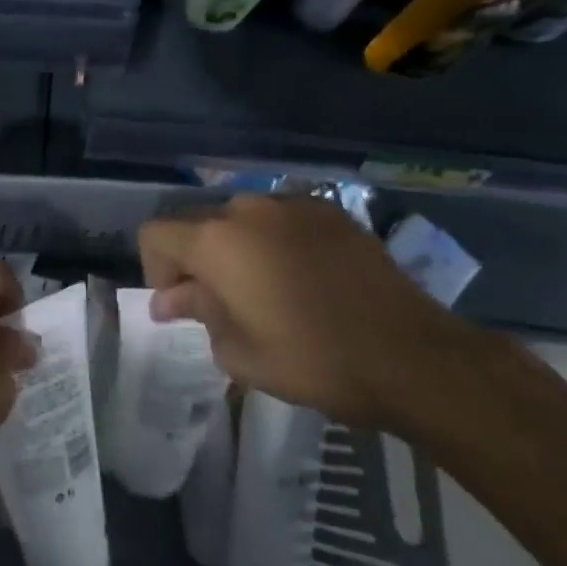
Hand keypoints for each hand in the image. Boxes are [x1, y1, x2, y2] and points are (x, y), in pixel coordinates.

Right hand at [139, 195, 468, 427]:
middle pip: (198, 223)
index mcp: (215, 240)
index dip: (155, 268)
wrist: (411, 355)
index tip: (179, 304)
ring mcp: (291, 205)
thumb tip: (172, 299)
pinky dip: (275, 242)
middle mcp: (246, 209)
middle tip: (218, 302)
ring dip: (237, 248)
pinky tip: (302, 277)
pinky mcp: (330, 211)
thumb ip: (198, 313)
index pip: (155, 234)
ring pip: (241, 219)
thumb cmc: (312, 359)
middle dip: (195, 259)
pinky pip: (281, 219)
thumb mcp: (239, 351)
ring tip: (264, 289)